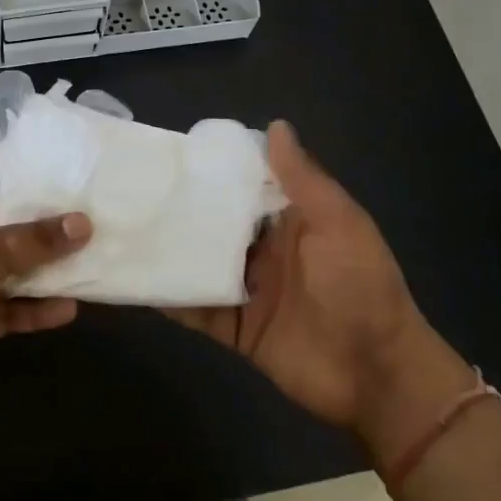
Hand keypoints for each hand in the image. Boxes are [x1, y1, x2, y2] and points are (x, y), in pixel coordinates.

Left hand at [0, 154, 91, 426]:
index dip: (18, 169)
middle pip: (0, 220)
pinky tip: (68, 309)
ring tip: (88, 258)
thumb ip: (34, 239)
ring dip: (42, 267)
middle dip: (41, 221)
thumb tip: (83, 223)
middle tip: (87, 211)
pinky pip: (5, 306)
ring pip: (6, 266)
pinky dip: (32, 307)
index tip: (62, 168)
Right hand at [164, 122, 472, 456]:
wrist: (377, 376)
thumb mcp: (339, 224)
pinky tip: (135, 282)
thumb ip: (304, 179)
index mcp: (291, 220)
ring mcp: (247, 289)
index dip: (214, 168)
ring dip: (169, 250)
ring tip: (123, 229)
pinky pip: (195, 309)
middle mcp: (264, 250)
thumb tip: (275, 125)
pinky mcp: (235, 328)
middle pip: (215, 223)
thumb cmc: (361, 287)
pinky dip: (168, 298)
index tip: (172, 150)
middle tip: (132, 187)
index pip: (245, 185)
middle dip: (181, 208)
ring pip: (199, 263)